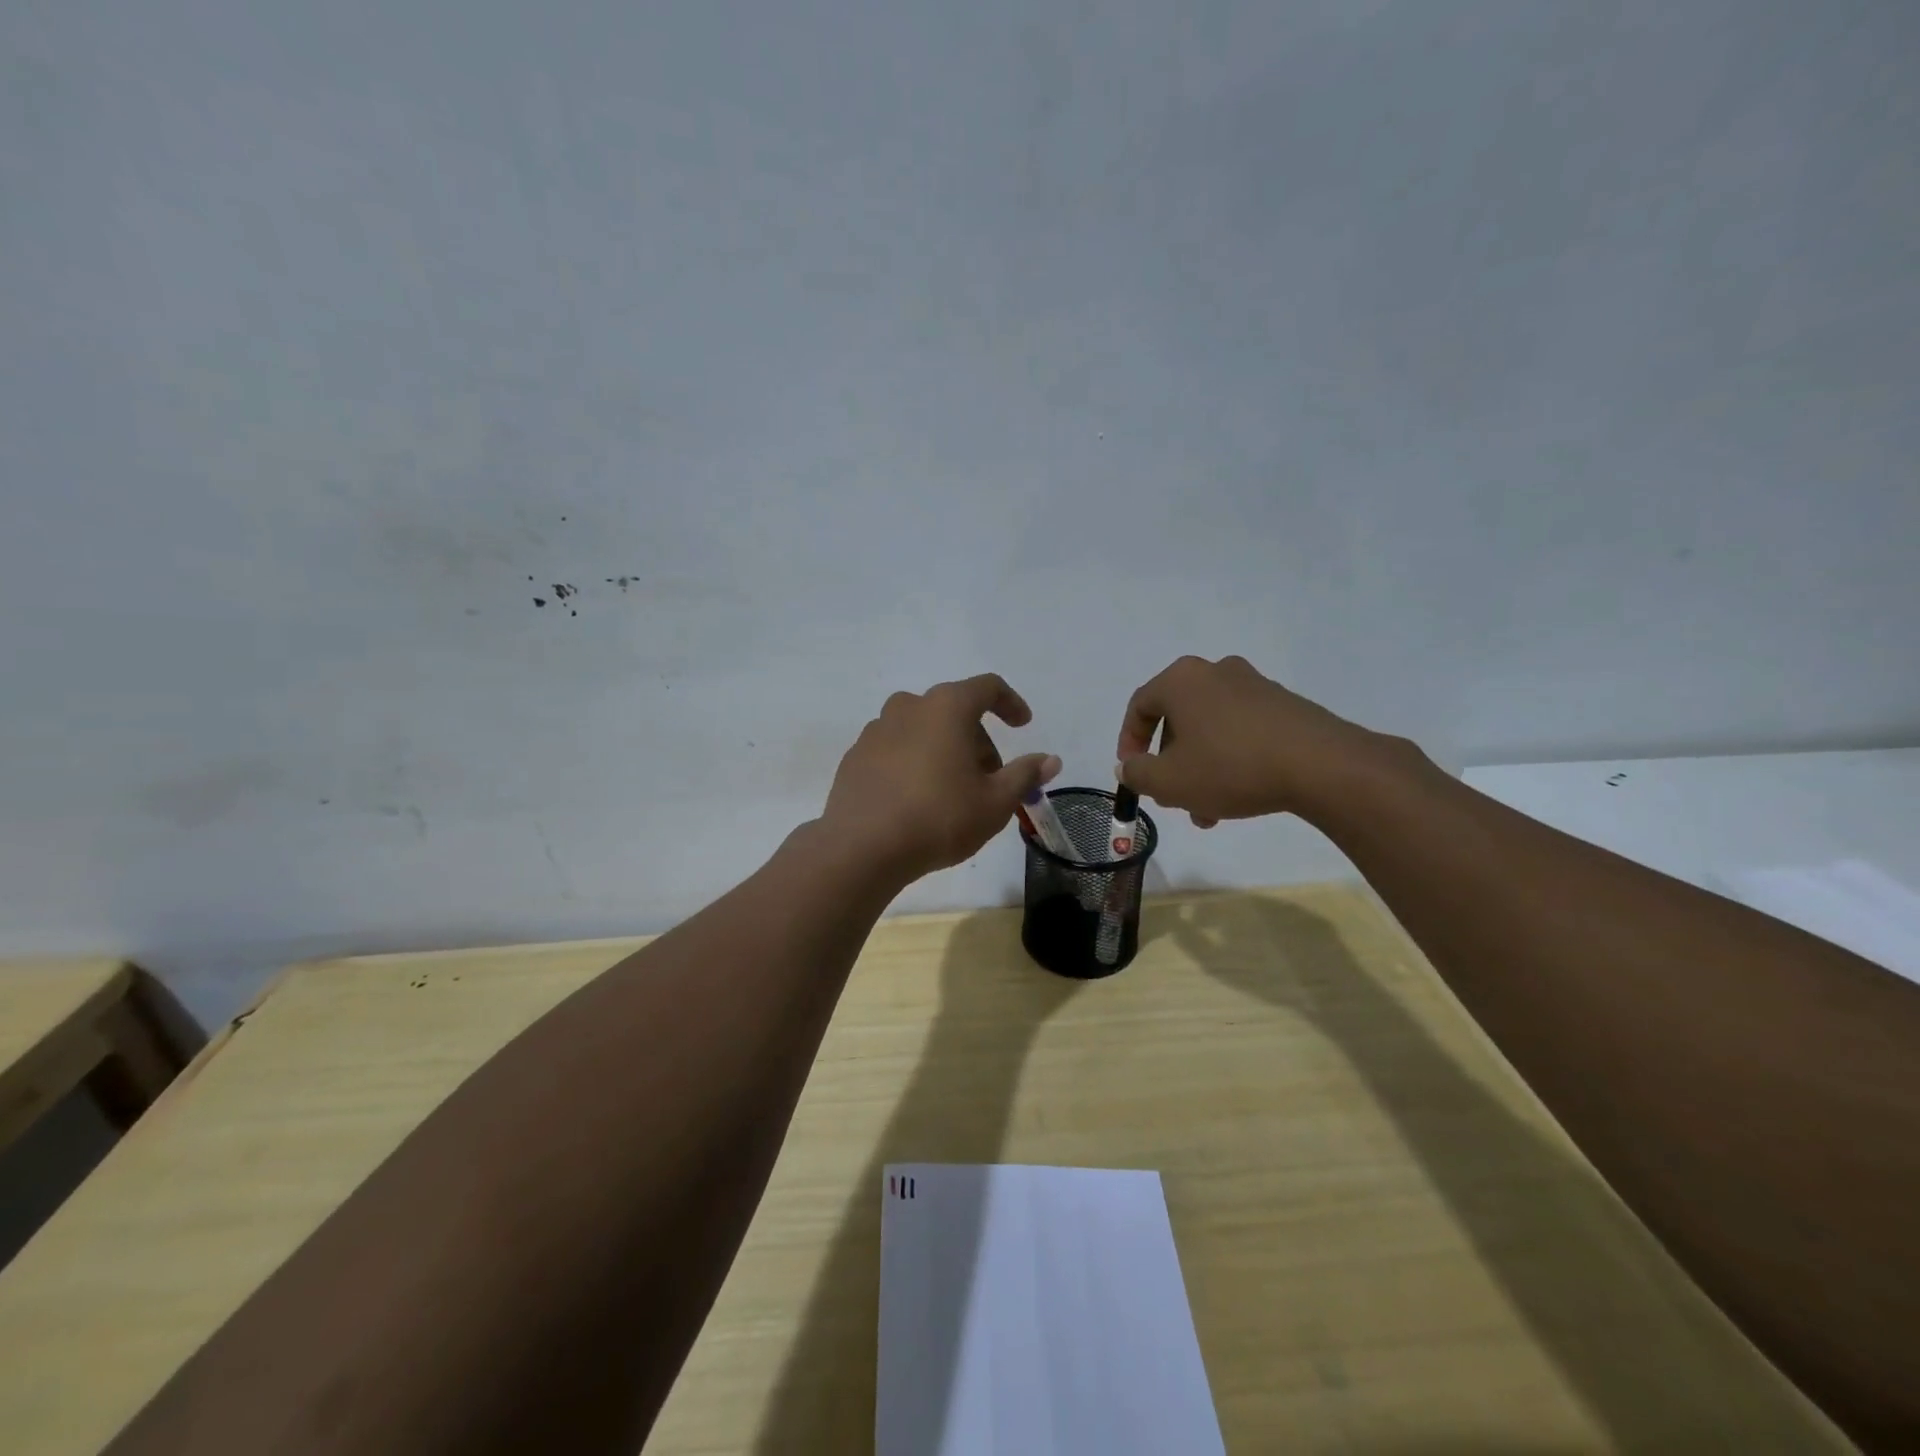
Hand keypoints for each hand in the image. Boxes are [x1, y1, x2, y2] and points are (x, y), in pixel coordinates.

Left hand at [823, 674, 1060, 881]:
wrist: (862, 848)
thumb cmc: (939, 818)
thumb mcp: (995, 802)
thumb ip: (1024, 775)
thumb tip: (1050, 759)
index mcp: (946, 707)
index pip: (987, 687)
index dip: (1010, 703)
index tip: (1023, 725)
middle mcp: (908, 707)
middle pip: (954, 711)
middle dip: (978, 740)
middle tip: (990, 780)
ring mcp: (876, 730)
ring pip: (923, 729)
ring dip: (945, 750)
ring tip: (953, 791)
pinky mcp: (855, 756)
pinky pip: (896, 748)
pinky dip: (914, 762)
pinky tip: (917, 799)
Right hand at [1116, 655, 1397, 826]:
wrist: (1321, 765)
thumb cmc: (1230, 767)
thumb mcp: (1169, 781)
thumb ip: (1137, 773)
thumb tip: (1129, 766)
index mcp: (1182, 680)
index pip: (1139, 706)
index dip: (1129, 742)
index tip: (1133, 772)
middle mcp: (1215, 672)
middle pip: (1177, 719)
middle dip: (1170, 762)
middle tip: (1172, 796)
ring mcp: (1254, 685)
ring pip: (1210, 729)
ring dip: (1200, 767)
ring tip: (1208, 811)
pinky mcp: (1284, 704)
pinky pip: (1241, 729)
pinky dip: (1231, 758)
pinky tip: (1240, 794)